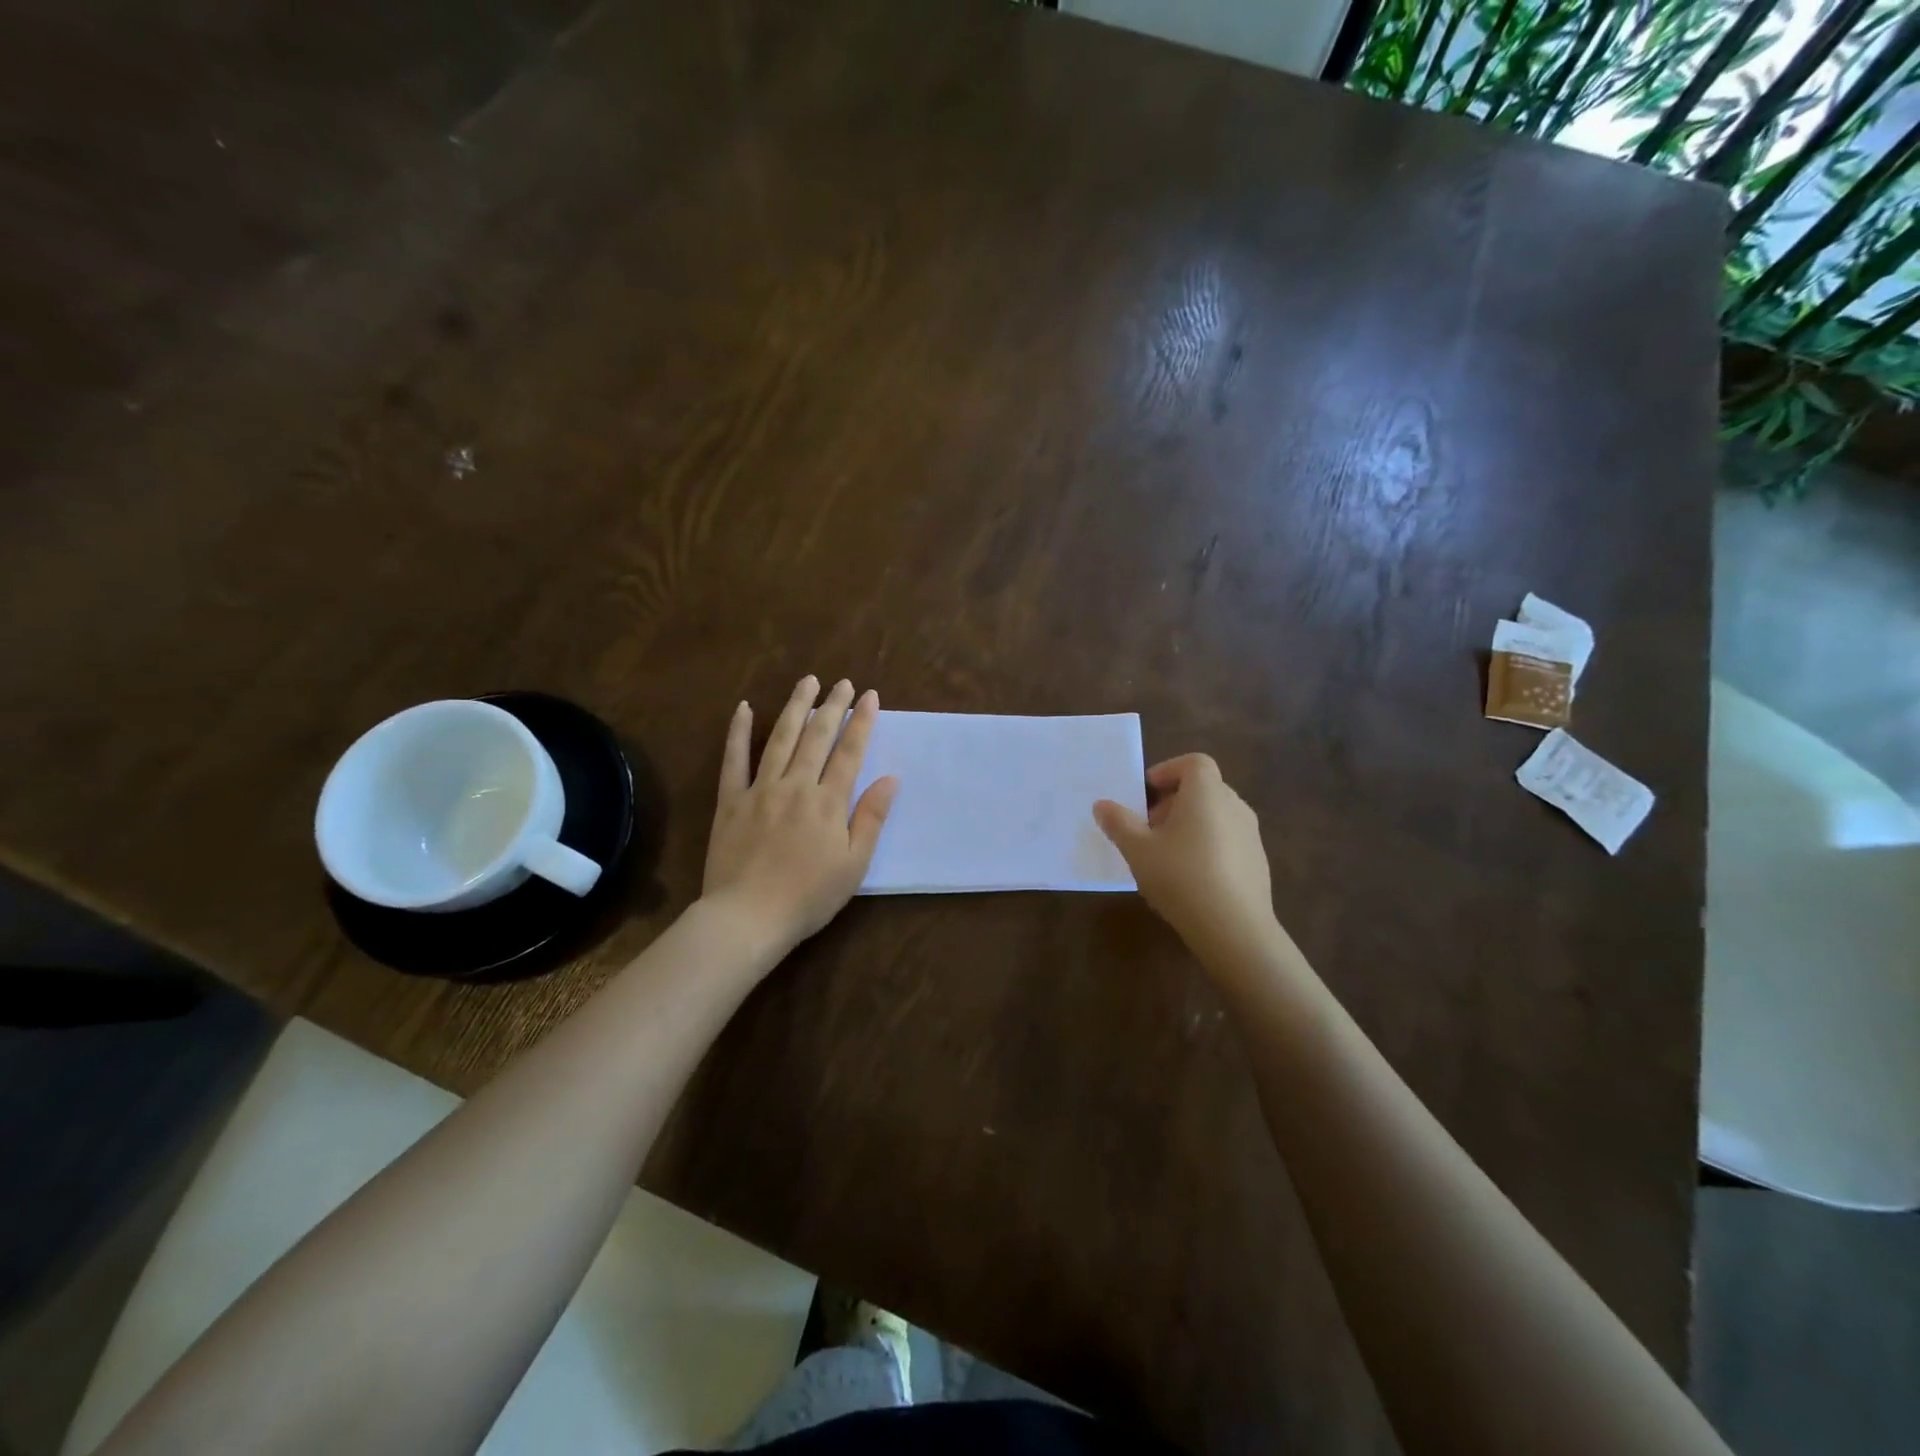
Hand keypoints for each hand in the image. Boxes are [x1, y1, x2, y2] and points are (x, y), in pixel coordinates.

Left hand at [702, 676, 897, 955]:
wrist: (748, 917)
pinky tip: (744, 707)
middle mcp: (795, 785)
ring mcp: (760, 789)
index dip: (861, 722)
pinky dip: (738, 731)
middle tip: (842, 682)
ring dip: (795, 707)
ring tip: (807, 682)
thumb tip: (890, 778)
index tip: (869, 696)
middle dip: (832, 706)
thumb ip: (871, 817)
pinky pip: (733, 759)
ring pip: (779, 738)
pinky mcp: (730, 800)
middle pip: (816, 737)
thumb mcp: (854, 864)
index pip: (849, 752)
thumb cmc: (809, 896)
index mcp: (828, 802)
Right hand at [1093, 754, 1279, 965]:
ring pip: (1215, 816)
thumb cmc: (1181, 877)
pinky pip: (1228, 840)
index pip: (1194, 763)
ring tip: (1165, 856)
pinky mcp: (1258, 863)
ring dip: (1189, 825)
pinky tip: (1190, 880)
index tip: (1146, 792)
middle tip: (1148, 828)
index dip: (1168, 770)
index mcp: (1207, 794)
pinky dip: (1207, 846)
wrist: (1235, 929)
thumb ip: (1118, 823)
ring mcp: (1251, 835)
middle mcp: (1234, 806)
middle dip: (1173, 802)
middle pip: (1204, 789)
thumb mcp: (1138, 850)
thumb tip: (1102, 804)